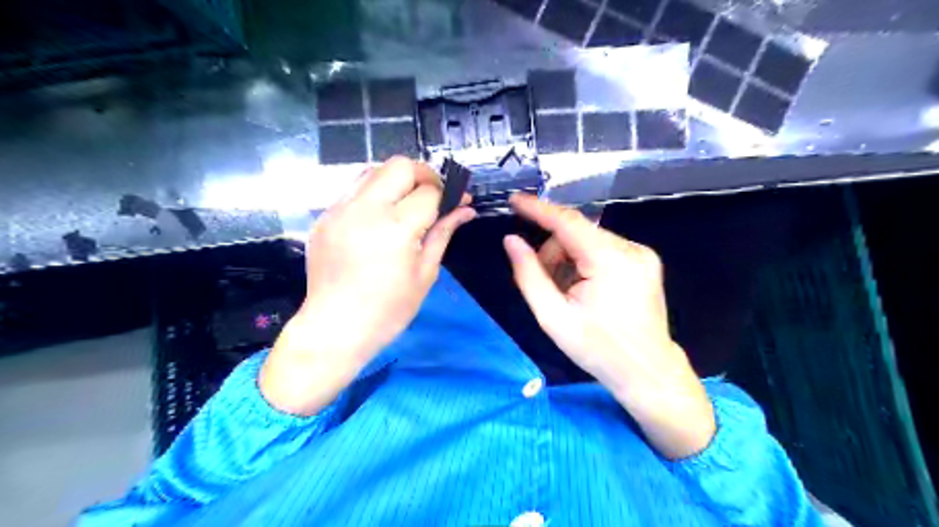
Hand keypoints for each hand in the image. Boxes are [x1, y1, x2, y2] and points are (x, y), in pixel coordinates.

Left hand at [259, 157, 474, 416]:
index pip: (429, 192)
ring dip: (397, 179)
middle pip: (400, 166)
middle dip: (424, 175)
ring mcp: (340, 210)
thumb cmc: (388, 310)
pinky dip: (374, 192)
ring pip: (374, 170)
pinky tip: (381, 216)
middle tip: (434, 196)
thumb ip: (443, 233)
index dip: (450, 193)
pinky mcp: (325, 216)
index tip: (460, 200)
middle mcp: (365, 209)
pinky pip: (354, 189)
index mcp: (395, 228)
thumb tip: (465, 210)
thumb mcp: (424, 274)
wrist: (334, 329)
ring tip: (408, 203)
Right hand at [506, 192, 712, 457]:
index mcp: (609, 260)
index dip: (537, 209)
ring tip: (566, 294)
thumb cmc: (598, 349)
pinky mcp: (644, 262)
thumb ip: (528, 274)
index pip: (567, 222)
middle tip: (544, 285)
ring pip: (589, 241)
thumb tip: (511, 240)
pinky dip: (585, 263)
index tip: (514, 200)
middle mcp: (630, 248)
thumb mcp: (553, 316)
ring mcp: (641, 254)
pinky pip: (603, 250)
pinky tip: (584, 290)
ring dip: (569, 260)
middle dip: (553, 253)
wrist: (647, 373)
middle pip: (576, 234)